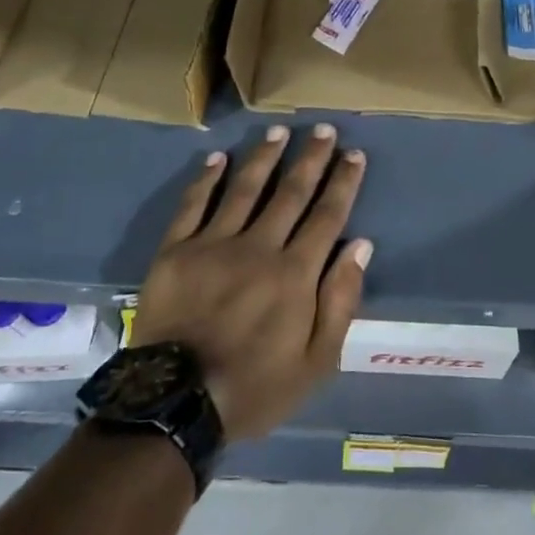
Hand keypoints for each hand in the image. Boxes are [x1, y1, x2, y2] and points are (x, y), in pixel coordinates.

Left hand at [130, 125, 369, 440]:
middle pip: (291, 192)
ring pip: (245, 188)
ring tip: (279, 131)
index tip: (354, 155)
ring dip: (265, 156)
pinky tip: (218, 158)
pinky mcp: (176, 251)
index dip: (343, 182)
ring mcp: (214, 245)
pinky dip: (207, 179)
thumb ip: (341, 301)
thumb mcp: (317, 362)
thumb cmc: (255, 388)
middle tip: (323, 129)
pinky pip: (194, 205)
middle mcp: (259, 247)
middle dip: (311, 158)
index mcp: (295, 273)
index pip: (327, 215)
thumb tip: (360, 246)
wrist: (175, 405)